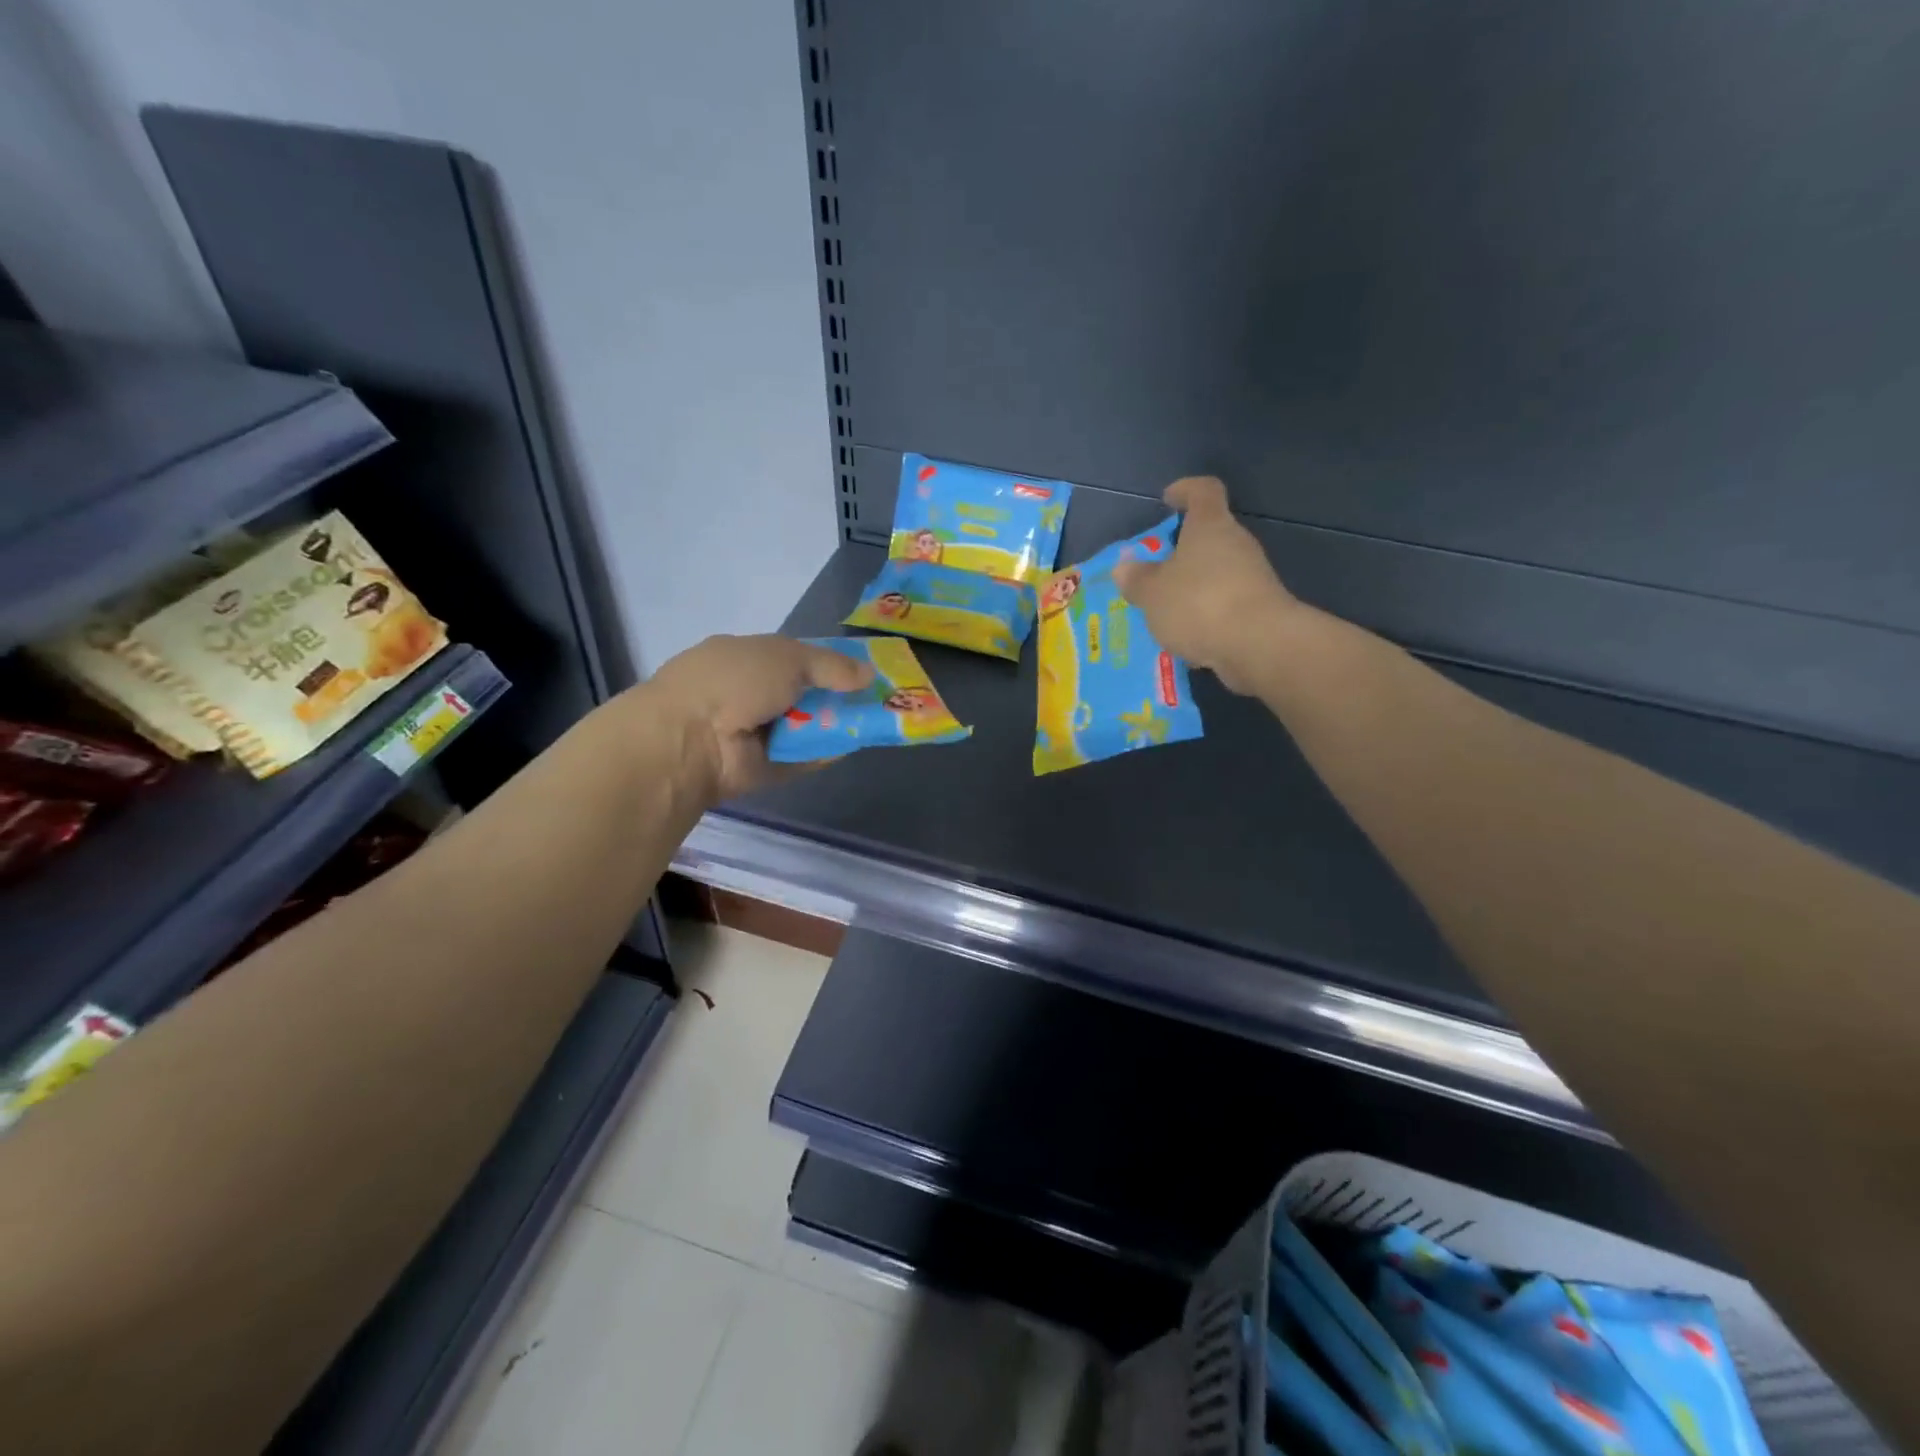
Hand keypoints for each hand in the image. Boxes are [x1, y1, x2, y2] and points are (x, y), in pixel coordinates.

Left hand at [641, 634, 872, 799]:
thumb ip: (831, 665)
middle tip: (876, 699)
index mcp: (746, 657)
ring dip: (834, 725)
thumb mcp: (788, 657)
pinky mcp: (761, 767)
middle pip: (802, 694)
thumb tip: (869, 674)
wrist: (690, 738)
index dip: (828, 663)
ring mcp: (754, 733)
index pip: (794, 658)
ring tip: (874, 722)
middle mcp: (748, 693)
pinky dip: (823, 753)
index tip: (862, 670)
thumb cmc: (735, 681)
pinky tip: (852, 746)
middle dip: (836, 696)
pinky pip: (800, 758)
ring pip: (804, 727)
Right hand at [1112, 476, 1299, 693]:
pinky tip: (1189, 637)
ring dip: (1194, 586)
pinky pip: (1226, 603)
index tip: (1168, 499)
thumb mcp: (1152, 593)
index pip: (1203, 491)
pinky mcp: (1261, 608)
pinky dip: (1207, 614)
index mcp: (1210, 526)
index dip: (1185, 490)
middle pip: (1210, 535)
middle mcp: (1236, 543)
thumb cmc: (1198, 604)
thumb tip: (1124, 567)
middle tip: (1155, 570)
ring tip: (1166, 610)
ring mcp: (1253, 576)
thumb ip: (1137, 579)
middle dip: (1183, 550)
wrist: (1259, 645)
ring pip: (1217, 572)